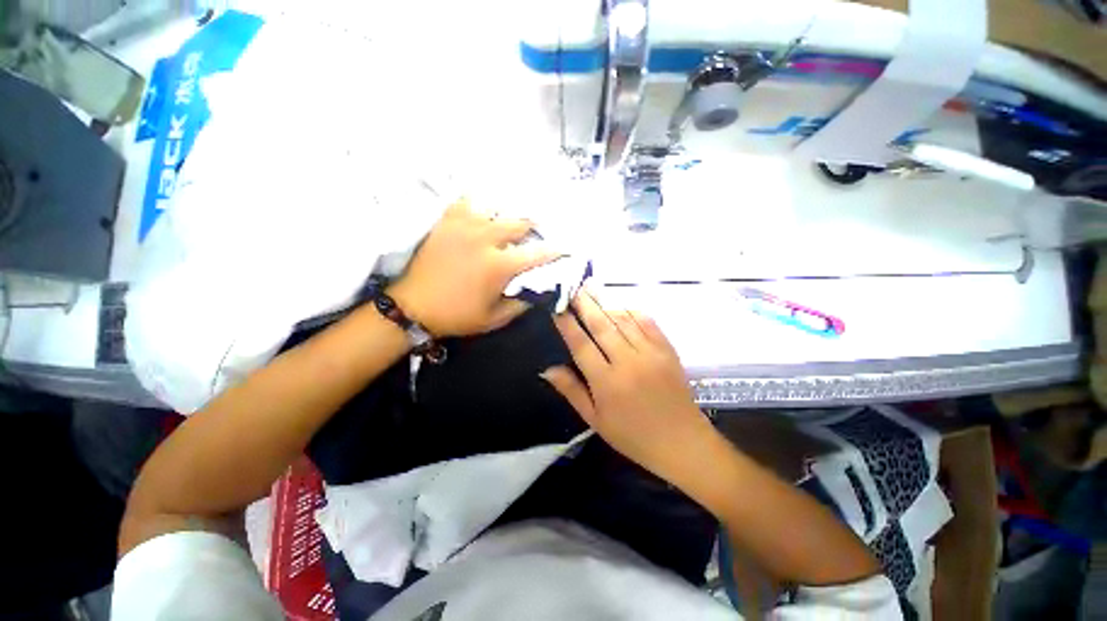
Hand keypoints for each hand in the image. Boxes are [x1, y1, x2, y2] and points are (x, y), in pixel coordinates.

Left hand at [389, 200, 560, 336]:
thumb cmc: (457, 315)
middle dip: (533, 228)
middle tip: (536, 233)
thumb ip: (521, 304)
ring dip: (507, 216)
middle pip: (520, 222)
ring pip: (496, 207)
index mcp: (499, 265)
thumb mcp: (495, 319)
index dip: (555, 250)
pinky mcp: (447, 221)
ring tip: (509, 223)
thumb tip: (539, 291)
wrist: (413, 306)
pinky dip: (479, 205)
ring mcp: (464, 225)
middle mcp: (485, 239)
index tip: (566, 247)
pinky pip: (467, 201)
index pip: (537, 253)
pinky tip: (482, 212)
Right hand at [542, 288, 715, 481]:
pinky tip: (620, 304)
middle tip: (573, 286)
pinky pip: (647, 322)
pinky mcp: (667, 350)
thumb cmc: (633, 436)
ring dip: (605, 302)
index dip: (567, 323)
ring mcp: (651, 353)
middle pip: (601, 325)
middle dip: (584, 303)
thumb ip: (571, 391)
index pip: (581, 344)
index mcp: (607, 382)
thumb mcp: (595, 420)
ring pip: (623, 319)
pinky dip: (632, 310)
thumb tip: (547, 368)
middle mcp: (628, 362)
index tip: (557, 306)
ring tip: (591, 288)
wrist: (682, 443)